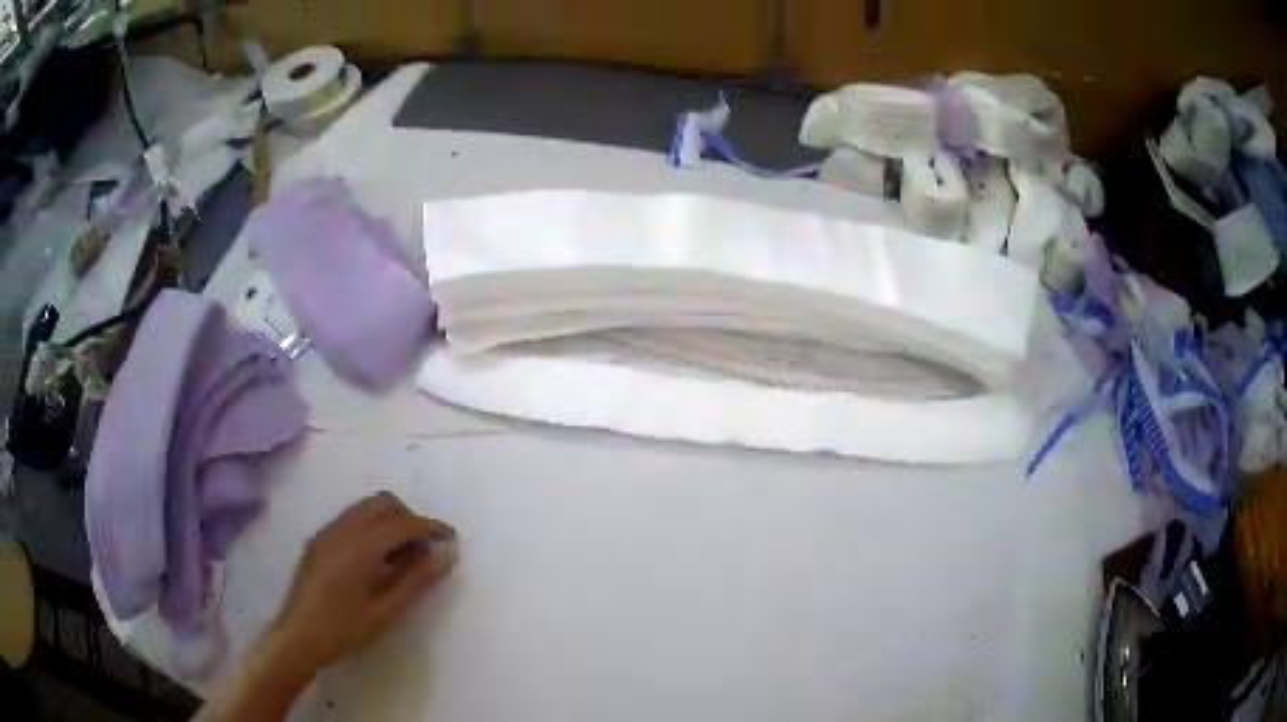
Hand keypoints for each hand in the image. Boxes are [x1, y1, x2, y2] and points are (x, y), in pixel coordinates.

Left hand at [271, 491, 456, 673]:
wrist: (298, 636)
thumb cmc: (345, 629)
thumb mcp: (385, 611)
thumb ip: (415, 581)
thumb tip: (445, 557)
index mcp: (360, 547)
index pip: (402, 523)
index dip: (430, 526)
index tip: (451, 537)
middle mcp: (343, 529)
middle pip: (383, 503)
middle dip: (409, 518)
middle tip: (423, 549)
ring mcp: (328, 531)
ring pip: (366, 507)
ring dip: (389, 520)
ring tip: (401, 555)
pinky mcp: (319, 539)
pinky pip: (351, 518)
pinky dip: (371, 526)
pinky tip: (375, 559)